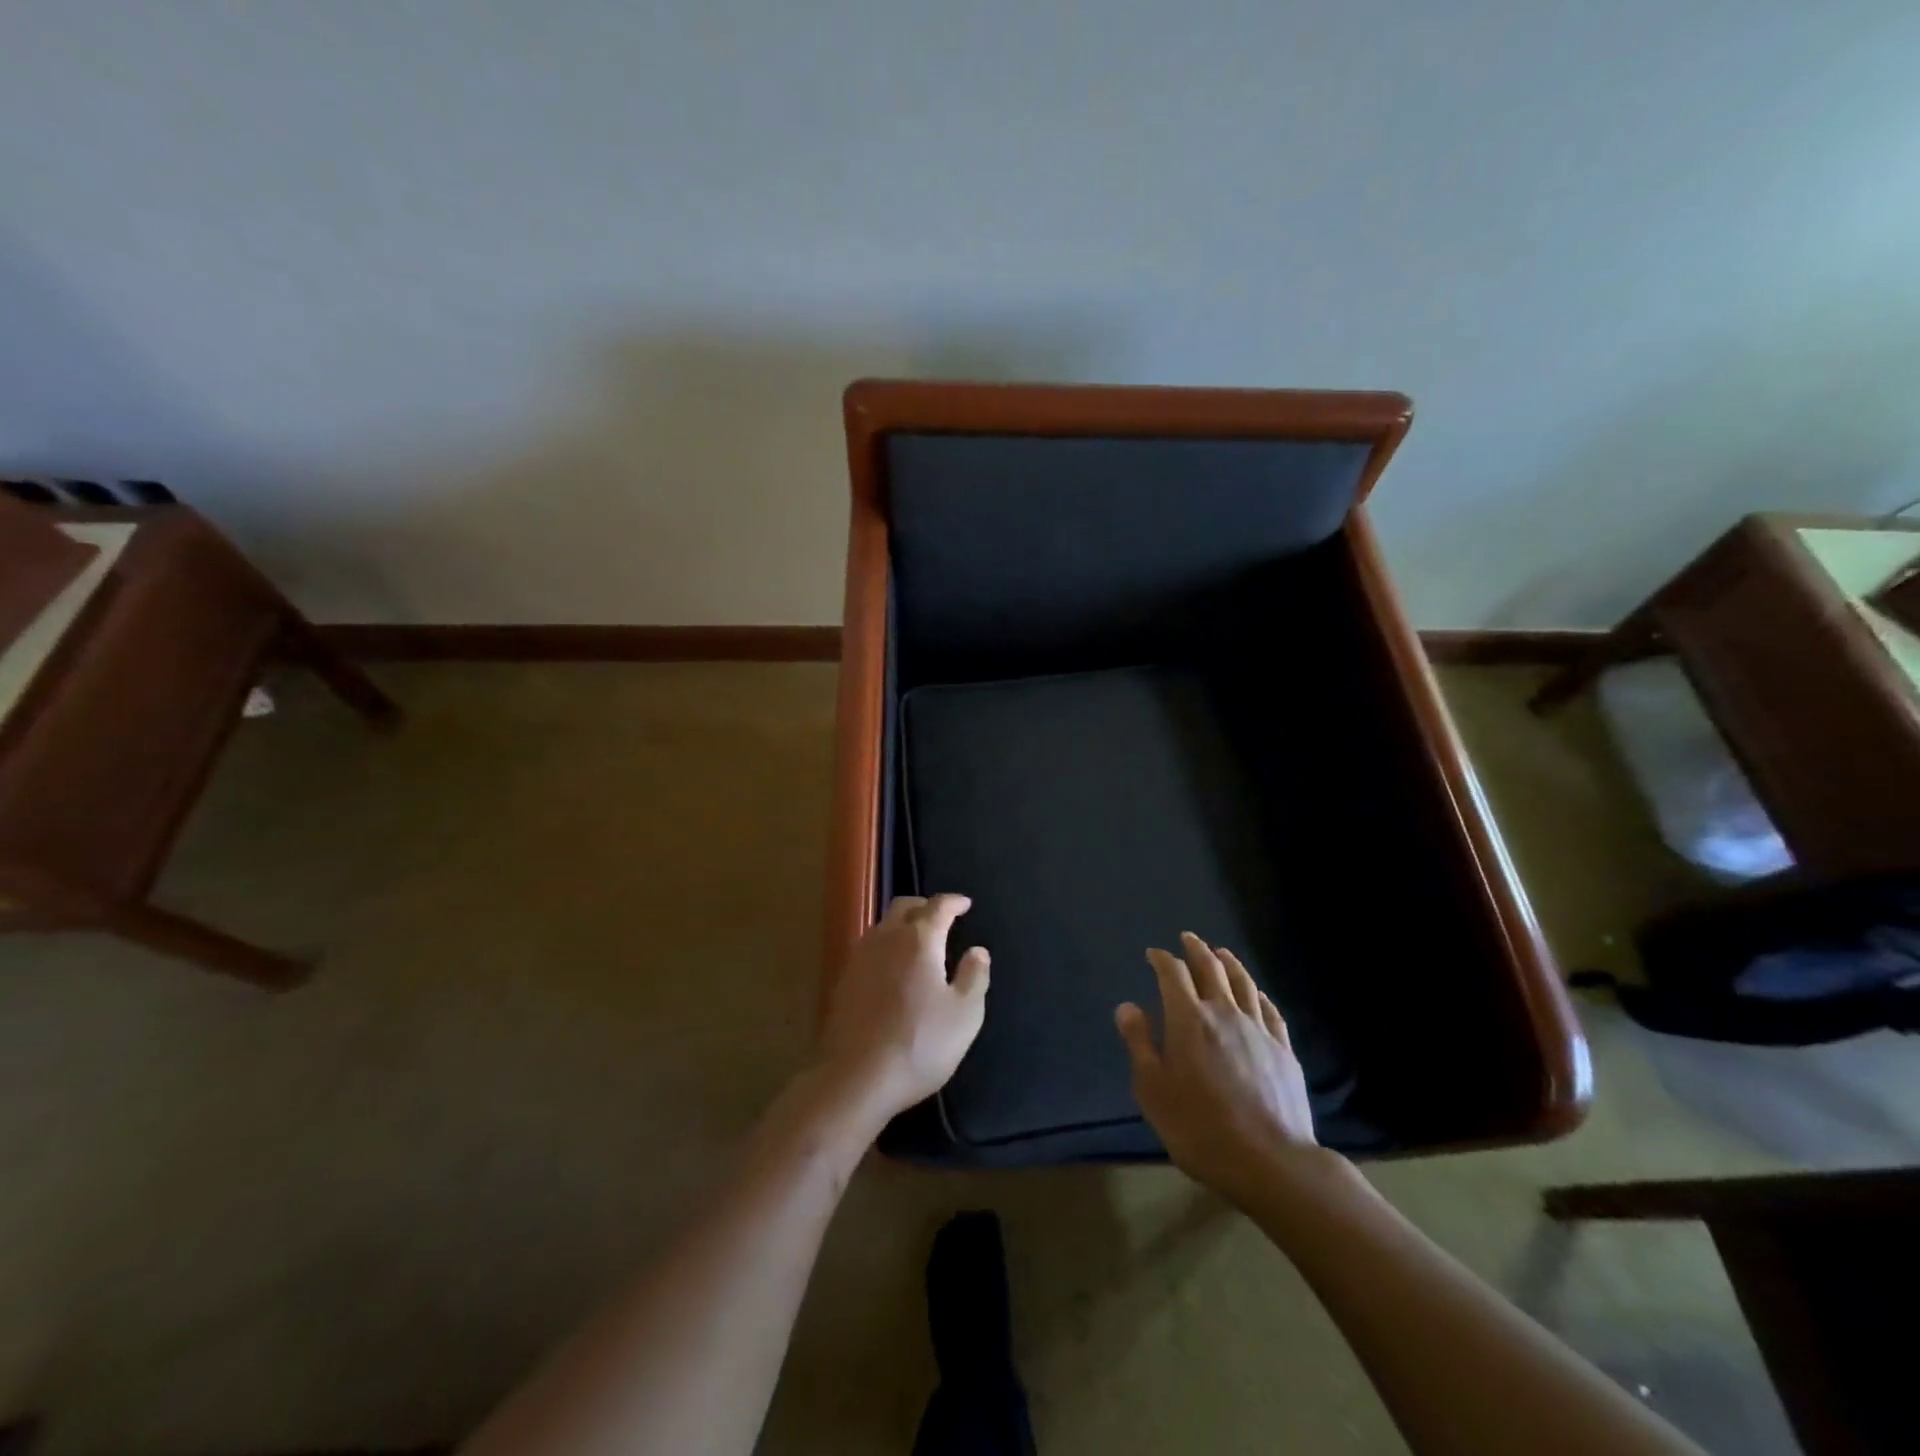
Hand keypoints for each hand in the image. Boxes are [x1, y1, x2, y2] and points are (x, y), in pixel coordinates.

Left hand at [817, 894, 990, 1122]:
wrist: (855, 1078)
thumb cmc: (919, 1044)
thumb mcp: (964, 1014)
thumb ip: (974, 976)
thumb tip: (978, 951)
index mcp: (919, 939)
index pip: (938, 906)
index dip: (954, 902)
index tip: (965, 904)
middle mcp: (886, 938)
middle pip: (904, 907)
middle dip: (925, 906)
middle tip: (941, 916)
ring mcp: (860, 958)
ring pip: (883, 926)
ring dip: (902, 924)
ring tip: (917, 940)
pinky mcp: (843, 980)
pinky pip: (869, 948)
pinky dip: (886, 946)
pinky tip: (892, 968)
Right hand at [1116, 932, 1323, 1204]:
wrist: (1271, 1161)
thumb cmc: (1200, 1127)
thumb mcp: (1153, 1090)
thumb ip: (1139, 1043)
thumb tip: (1127, 1007)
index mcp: (1188, 1019)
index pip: (1173, 974)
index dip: (1161, 959)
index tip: (1153, 954)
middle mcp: (1224, 1013)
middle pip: (1210, 969)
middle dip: (1196, 950)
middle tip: (1188, 938)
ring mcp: (1258, 1029)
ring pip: (1243, 983)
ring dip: (1229, 962)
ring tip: (1221, 953)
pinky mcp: (1283, 1049)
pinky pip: (1269, 1009)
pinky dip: (1258, 993)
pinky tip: (1256, 993)